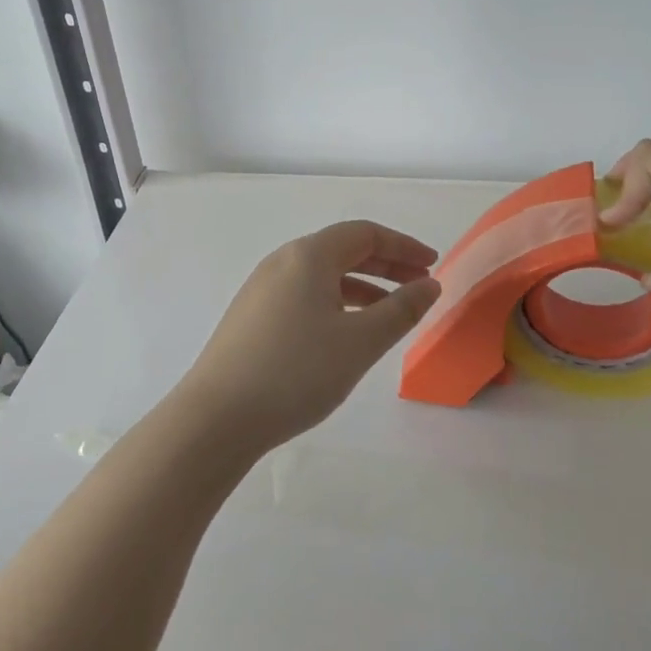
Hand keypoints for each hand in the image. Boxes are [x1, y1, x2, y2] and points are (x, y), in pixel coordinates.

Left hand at [178, 221, 441, 451]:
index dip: (403, 247)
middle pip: (342, 250)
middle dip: (385, 265)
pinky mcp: (252, 316)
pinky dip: (335, 302)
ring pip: (322, 275)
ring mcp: (262, 288)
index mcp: (308, 255)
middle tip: (420, 286)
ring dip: (362, 286)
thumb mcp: (360, 342)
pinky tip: (347, 332)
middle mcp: (282, 261)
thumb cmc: (297, 371)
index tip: (433, 266)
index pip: (364, 234)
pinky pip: (304, 295)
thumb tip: (428, 285)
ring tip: (391, 313)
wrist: (217, 416)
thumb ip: (400, 310)